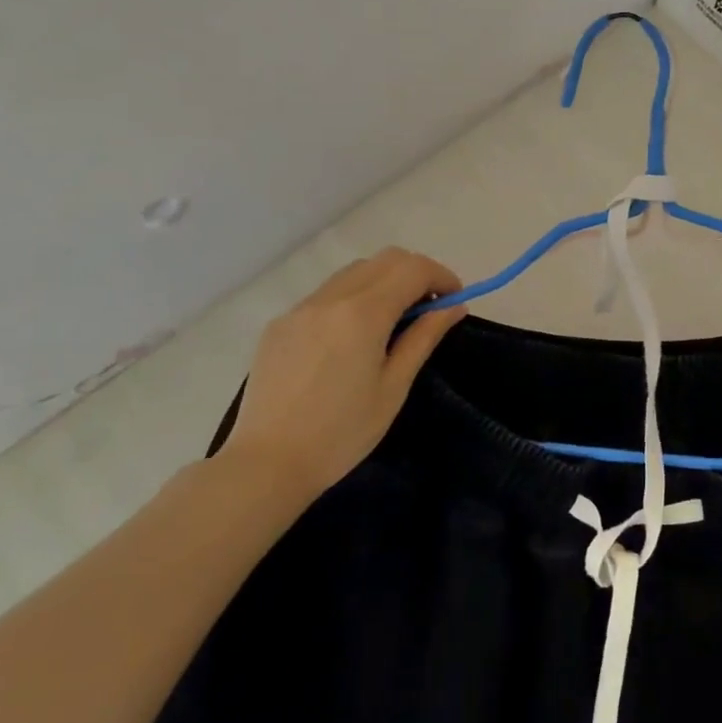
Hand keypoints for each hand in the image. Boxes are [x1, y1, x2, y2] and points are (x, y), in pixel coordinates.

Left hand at [216, 248, 466, 510]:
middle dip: (415, 273)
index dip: (442, 276)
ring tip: (393, 322)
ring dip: (384, 282)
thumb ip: (424, 338)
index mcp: (363, 314)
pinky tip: (352, 338)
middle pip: (385, 259)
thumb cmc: (342, 433)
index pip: (413, 269)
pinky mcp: (280, 324)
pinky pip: (326, 294)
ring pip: (354, 272)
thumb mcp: (394, 387)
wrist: (267, 463)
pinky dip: (353, 299)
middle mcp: (330, 298)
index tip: (455, 299)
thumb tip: (453, 307)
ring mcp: (300, 308)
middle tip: (429, 308)